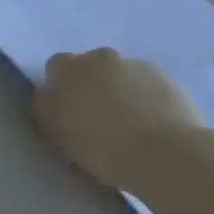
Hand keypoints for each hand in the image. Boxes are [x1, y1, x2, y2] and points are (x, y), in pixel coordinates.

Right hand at [32, 49, 203, 191]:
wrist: (167, 155)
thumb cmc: (104, 148)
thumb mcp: (59, 134)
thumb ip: (46, 109)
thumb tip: (45, 94)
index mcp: (70, 68)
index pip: (56, 67)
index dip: (61, 88)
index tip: (68, 113)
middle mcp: (101, 57)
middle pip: (90, 67)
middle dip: (92, 86)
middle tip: (99, 120)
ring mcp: (136, 65)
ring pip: (121, 75)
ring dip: (121, 91)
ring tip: (131, 126)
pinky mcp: (167, 78)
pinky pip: (148, 85)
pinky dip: (147, 99)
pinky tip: (154, 126)